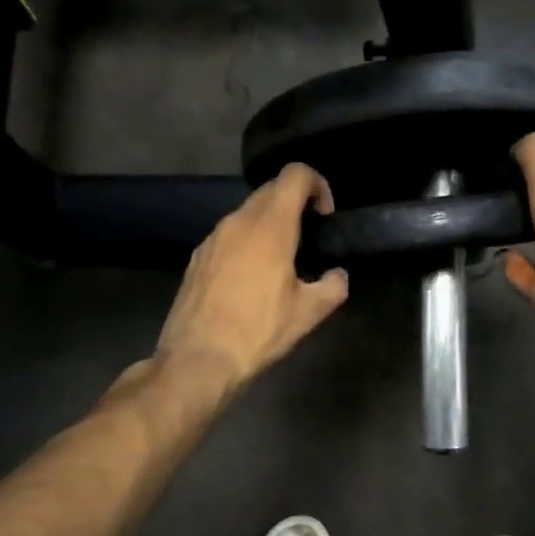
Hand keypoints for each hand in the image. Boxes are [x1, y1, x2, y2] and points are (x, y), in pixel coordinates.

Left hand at [155, 163, 349, 394]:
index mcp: (270, 227)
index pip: (295, 175)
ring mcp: (213, 238)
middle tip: (309, 239)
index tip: (324, 217)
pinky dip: (247, 242)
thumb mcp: (308, 314)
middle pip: (271, 190)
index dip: (317, 184)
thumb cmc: (257, 332)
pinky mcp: (197, 257)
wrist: (197, 361)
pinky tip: (250, 279)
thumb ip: (333, 286)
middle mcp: (238, 221)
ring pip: (247, 212)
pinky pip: (229, 235)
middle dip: (295, 204)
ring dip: (270, 224)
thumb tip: (337, 276)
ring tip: (281, 262)